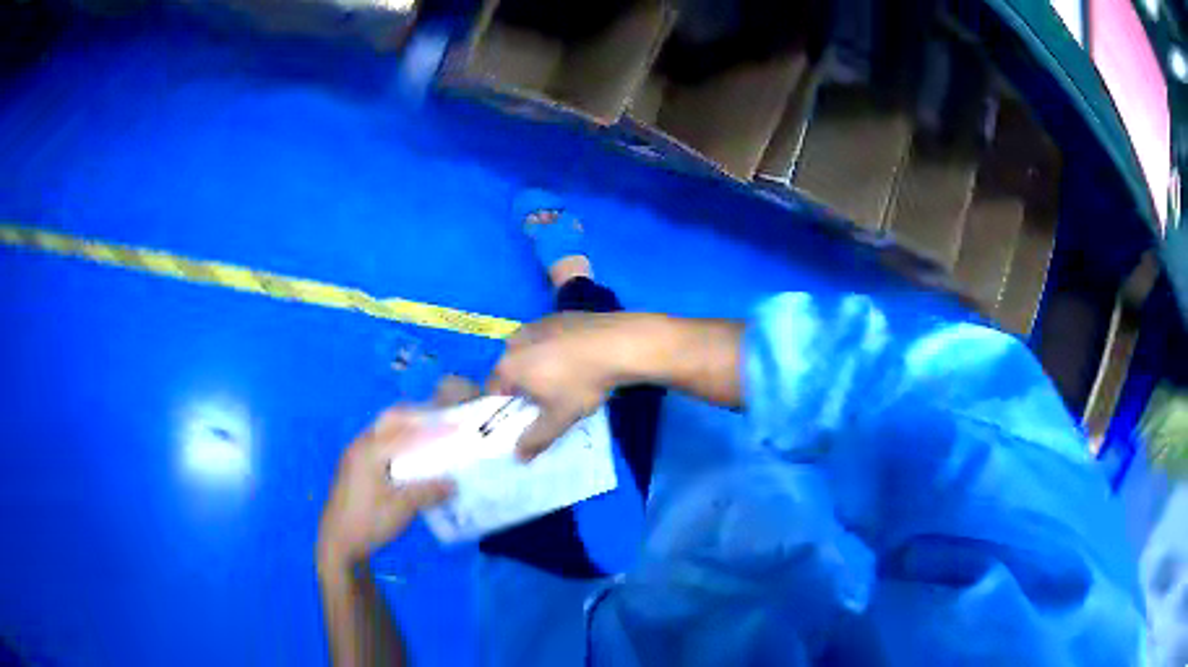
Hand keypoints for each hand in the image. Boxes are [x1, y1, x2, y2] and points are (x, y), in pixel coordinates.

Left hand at [317, 408, 453, 571]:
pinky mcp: (354, 469)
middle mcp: (360, 446)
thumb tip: (453, 483)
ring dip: (406, 430)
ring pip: (383, 432)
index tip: (456, 426)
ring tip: (430, 437)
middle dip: (416, 417)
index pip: (406, 431)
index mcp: (369, 450)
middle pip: (390, 420)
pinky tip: (410, 459)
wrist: (338, 543)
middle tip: (441, 421)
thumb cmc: (368, 522)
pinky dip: (397, 444)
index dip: (432, 428)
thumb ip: (427, 491)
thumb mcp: (402, 508)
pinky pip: (379, 445)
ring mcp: (354, 456)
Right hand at [488, 312, 634, 460]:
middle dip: (524, 386)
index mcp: (508, 365)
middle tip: (548, 400)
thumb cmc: (581, 383)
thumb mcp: (559, 418)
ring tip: (567, 379)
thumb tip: (518, 457)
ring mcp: (537, 323)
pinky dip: (556, 349)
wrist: (618, 343)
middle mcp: (515, 340)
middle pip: (511, 369)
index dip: (507, 407)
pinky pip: (548, 338)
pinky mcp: (559, 315)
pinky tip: (578, 359)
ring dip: (540, 365)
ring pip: (530, 351)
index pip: (493, 391)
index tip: (526, 416)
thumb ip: (536, 439)